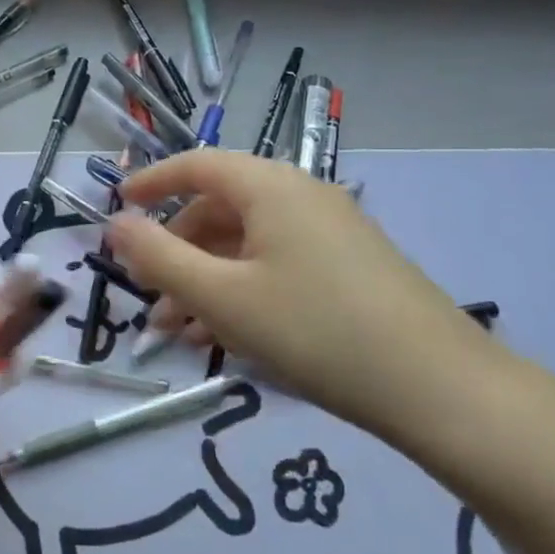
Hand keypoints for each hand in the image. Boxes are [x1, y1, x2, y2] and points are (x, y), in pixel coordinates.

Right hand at [107, 151, 500, 440]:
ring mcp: (331, 233)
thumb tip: (115, 225)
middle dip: (175, 250)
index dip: (152, 182)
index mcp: (270, 187)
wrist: (439, 388)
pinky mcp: (349, 269)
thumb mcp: (223, 297)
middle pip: (220, 209)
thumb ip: (160, 257)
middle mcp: (301, 197)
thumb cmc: (315, 330)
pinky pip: (277, 266)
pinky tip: (224, 338)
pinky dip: (242, 292)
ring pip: (247, 245)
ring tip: (177, 331)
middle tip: (147, 294)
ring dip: (205, 279)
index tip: (116, 209)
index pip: (197, 165)